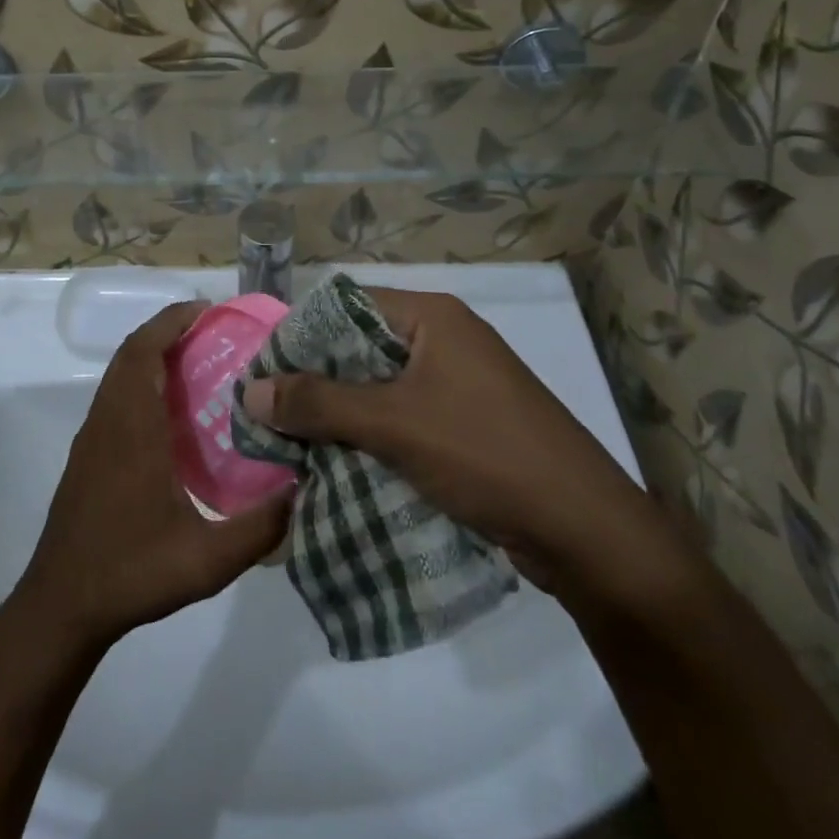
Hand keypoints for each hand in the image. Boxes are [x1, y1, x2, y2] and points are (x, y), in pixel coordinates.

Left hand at [17, 303, 291, 645]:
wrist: (61, 605)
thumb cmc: (131, 573)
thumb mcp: (207, 560)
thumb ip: (259, 528)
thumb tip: (303, 491)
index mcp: (132, 427)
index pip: (145, 350)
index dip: (173, 321)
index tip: (209, 311)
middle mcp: (108, 419)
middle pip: (132, 352)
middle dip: (169, 330)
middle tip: (214, 332)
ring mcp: (93, 435)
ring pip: (120, 373)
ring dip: (154, 354)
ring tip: (201, 363)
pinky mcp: (88, 453)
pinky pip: (116, 395)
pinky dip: (142, 380)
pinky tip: (174, 413)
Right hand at [239, 289, 681, 605]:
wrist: (586, 531)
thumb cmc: (485, 454)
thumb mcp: (394, 423)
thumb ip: (320, 404)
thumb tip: (252, 390)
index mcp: (432, 318)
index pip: (347, 307)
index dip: (302, 335)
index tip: (263, 373)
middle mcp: (444, 340)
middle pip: (361, 349)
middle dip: (316, 382)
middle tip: (269, 414)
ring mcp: (459, 384)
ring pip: (380, 389)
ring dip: (341, 416)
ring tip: (291, 445)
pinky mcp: (466, 426)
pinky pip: (403, 419)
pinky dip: (371, 438)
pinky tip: (336, 466)